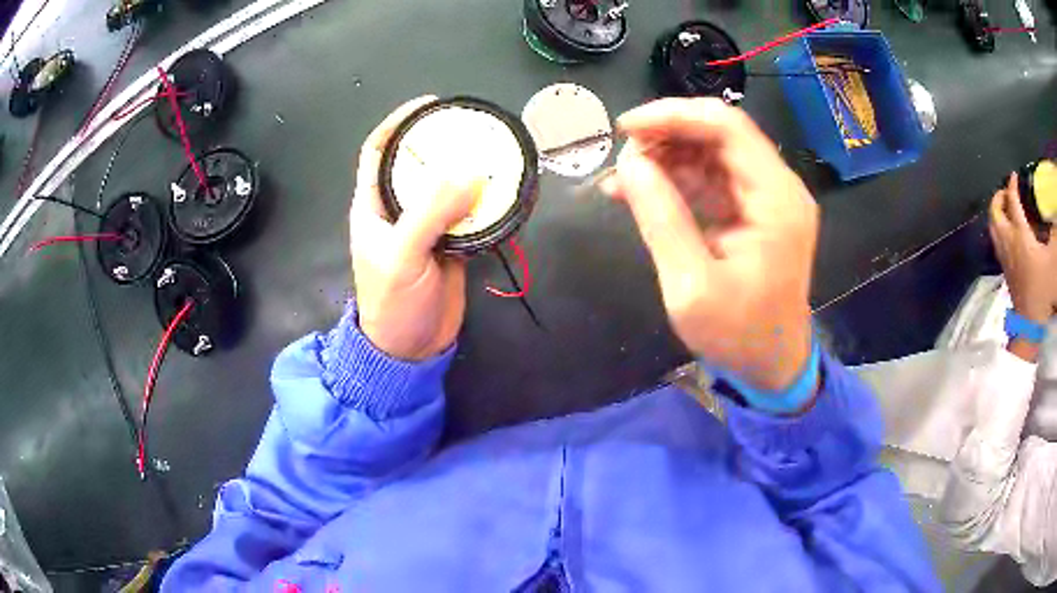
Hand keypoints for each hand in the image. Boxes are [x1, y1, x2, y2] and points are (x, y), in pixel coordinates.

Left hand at [350, 96, 479, 360]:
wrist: (410, 348)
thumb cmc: (393, 302)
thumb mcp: (404, 255)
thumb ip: (431, 212)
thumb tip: (472, 173)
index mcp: (374, 204)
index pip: (379, 150)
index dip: (398, 122)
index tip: (429, 104)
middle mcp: (399, 208)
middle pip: (419, 163)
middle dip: (442, 141)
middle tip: (473, 126)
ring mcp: (427, 226)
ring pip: (447, 187)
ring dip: (468, 170)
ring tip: (494, 151)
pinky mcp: (451, 243)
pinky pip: (469, 213)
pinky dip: (485, 202)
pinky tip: (504, 191)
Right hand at [604, 98, 818, 391]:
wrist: (772, 365)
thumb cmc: (738, 335)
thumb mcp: (691, 286)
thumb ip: (661, 219)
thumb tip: (628, 164)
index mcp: (776, 200)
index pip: (727, 127)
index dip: (673, 115)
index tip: (625, 128)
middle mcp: (779, 187)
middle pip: (721, 133)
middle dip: (667, 135)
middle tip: (621, 156)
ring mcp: (768, 198)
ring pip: (713, 152)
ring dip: (668, 156)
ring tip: (624, 177)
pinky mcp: (755, 211)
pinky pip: (713, 178)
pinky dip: (678, 179)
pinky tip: (641, 191)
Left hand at [990, 172, 1056, 324]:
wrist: (1030, 324)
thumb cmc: (1043, 290)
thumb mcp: (1053, 258)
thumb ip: (1054, 234)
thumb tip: (1053, 217)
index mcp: (1020, 234)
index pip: (1012, 202)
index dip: (1012, 185)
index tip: (1014, 175)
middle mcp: (1008, 242)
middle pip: (995, 212)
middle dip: (998, 197)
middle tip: (1006, 191)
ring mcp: (1004, 257)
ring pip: (993, 227)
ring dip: (996, 213)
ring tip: (1005, 207)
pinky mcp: (1005, 270)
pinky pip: (996, 242)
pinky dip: (998, 228)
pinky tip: (1008, 231)